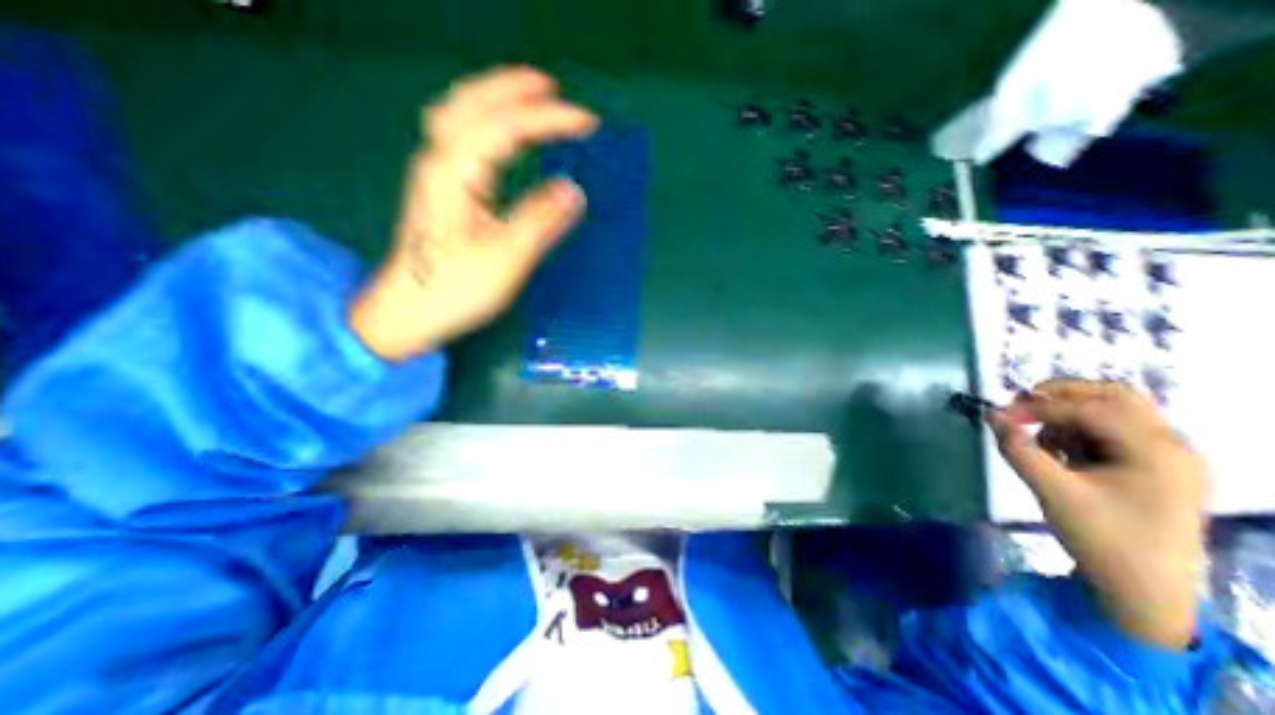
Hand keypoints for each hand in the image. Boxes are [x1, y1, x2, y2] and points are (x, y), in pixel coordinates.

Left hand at [346, 66, 601, 361]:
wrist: (409, 312)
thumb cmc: (455, 289)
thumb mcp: (506, 258)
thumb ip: (540, 221)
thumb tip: (573, 191)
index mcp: (454, 173)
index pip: (505, 127)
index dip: (548, 118)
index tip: (586, 121)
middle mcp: (439, 163)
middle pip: (471, 104)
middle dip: (514, 89)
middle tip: (552, 88)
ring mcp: (436, 175)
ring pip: (460, 116)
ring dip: (495, 98)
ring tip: (529, 97)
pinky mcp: (441, 191)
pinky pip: (462, 138)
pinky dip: (486, 124)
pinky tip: (501, 134)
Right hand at [989, 382, 1206, 651]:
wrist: (1144, 591)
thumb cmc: (1103, 540)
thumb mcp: (1052, 492)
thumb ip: (1018, 449)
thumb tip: (990, 414)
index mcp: (1157, 452)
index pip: (1089, 409)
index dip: (1038, 407)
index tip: (999, 415)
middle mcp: (1170, 446)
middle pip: (1114, 396)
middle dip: (1061, 395)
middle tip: (1021, 406)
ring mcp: (1166, 456)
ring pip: (1113, 410)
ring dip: (1068, 414)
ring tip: (1043, 442)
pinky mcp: (1154, 466)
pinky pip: (1112, 430)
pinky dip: (1079, 431)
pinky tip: (1062, 454)